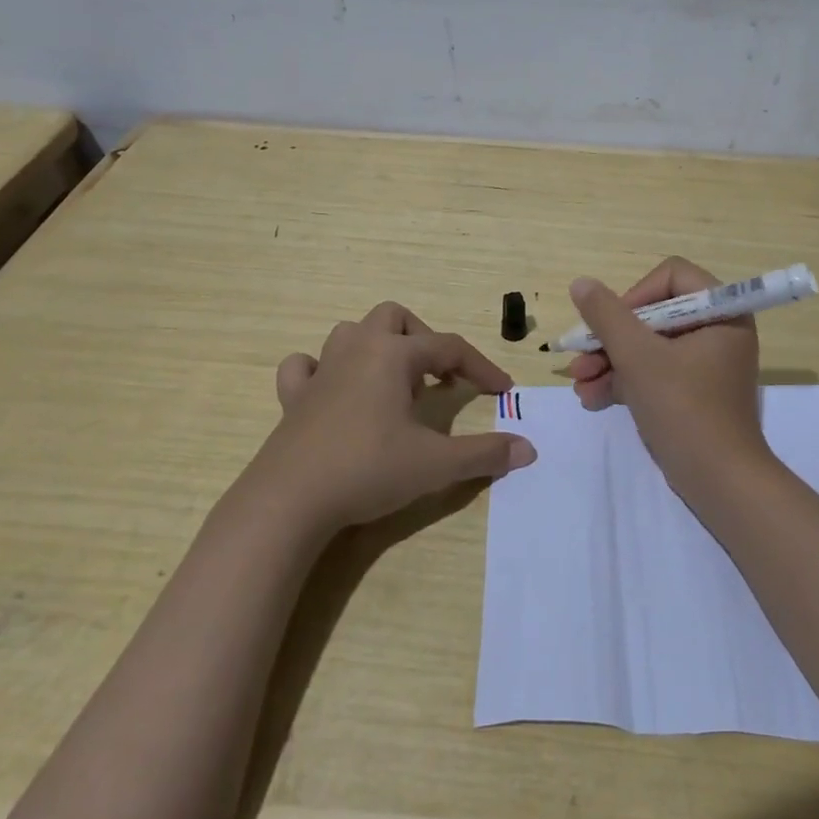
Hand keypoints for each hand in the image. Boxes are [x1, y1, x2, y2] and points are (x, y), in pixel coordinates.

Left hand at [247, 301, 537, 533]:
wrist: (290, 500)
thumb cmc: (369, 469)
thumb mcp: (436, 464)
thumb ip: (484, 453)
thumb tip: (527, 449)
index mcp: (393, 355)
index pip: (449, 347)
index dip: (481, 367)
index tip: (502, 391)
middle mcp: (357, 350)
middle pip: (394, 318)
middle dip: (423, 340)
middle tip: (437, 378)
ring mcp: (320, 371)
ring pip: (350, 333)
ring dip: (377, 348)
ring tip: (394, 384)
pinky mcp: (293, 398)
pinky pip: (305, 366)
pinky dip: (322, 370)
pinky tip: (335, 391)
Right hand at [563, 257, 767, 486]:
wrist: (719, 482)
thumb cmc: (684, 408)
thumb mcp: (638, 357)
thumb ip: (606, 315)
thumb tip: (581, 283)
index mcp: (721, 312)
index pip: (671, 277)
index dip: (634, 296)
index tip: (610, 325)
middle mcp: (717, 330)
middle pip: (653, 314)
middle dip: (611, 339)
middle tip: (580, 360)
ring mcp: (705, 363)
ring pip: (648, 346)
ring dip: (609, 363)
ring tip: (579, 385)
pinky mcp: (692, 392)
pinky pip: (654, 372)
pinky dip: (625, 382)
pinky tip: (592, 398)